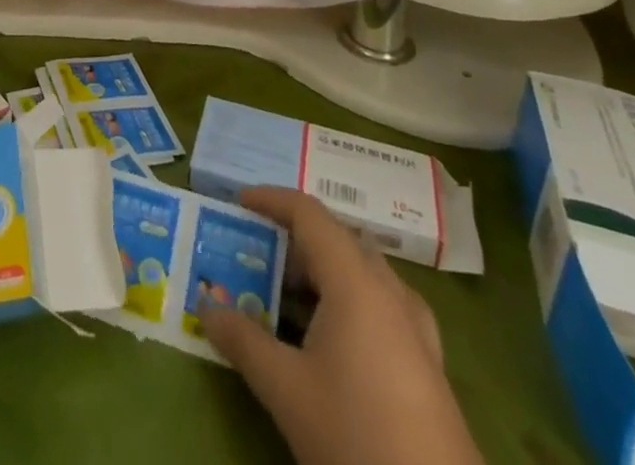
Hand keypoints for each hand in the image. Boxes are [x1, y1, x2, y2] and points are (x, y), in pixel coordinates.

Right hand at [200, 189, 481, 464]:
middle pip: (337, 240)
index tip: (239, 202)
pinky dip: (348, 301)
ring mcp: (415, 328)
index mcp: (355, 282)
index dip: (272, 200)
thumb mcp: (286, 389)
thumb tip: (206, 306)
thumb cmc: (355, 433)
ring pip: (362, 273)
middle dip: (294, 240)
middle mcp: (389, 291)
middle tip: (257, 256)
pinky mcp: (428, 364)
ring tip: (287, 296)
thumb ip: (243, 340)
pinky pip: (381, 305)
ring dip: (322, 272)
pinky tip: (334, 338)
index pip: (310, 214)